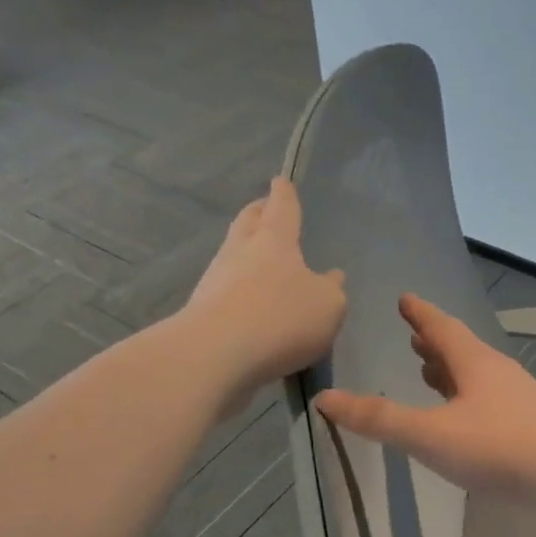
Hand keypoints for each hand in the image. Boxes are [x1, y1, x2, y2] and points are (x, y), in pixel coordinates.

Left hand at [181, 178, 345, 405]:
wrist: (215, 355)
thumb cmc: (281, 319)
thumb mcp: (328, 306)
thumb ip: (332, 290)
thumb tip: (331, 278)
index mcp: (275, 240)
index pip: (282, 206)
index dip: (284, 193)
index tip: (281, 181)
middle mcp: (241, 250)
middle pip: (248, 222)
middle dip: (258, 213)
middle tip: (264, 209)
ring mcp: (217, 279)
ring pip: (233, 254)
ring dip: (246, 252)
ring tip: (261, 261)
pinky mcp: (203, 310)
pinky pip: (226, 290)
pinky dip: (239, 289)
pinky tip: (251, 304)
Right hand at [314, 295, 535, 497]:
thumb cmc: (497, 446)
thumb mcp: (429, 434)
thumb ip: (379, 419)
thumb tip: (326, 399)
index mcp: (473, 363)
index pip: (441, 328)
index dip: (420, 314)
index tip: (405, 299)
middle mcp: (497, 374)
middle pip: (461, 350)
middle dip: (434, 344)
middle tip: (414, 338)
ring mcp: (518, 400)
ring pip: (477, 377)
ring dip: (452, 372)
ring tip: (432, 372)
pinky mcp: (531, 426)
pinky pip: (489, 401)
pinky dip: (468, 399)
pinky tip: (467, 417)